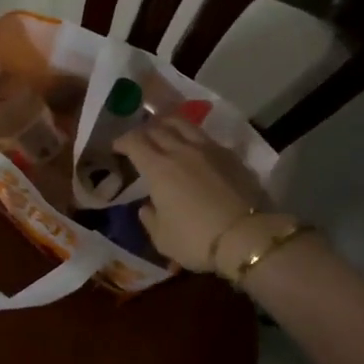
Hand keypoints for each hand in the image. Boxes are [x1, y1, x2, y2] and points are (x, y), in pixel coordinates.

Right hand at [114, 119, 271, 273]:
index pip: (134, 142)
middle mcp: (180, 150)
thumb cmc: (196, 239)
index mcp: (158, 168)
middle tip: (138, 140)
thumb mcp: (162, 239)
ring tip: (163, 130)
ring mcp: (208, 149)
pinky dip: (191, 136)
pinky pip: (204, 136)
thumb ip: (149, 219)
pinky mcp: (230, 154)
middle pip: (156, 128)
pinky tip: (192, 146)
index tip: (117, 147)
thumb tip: (146, 206)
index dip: (122, 141)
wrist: (247, 237)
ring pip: (182, 124)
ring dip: (167, 124)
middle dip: (142, 131)